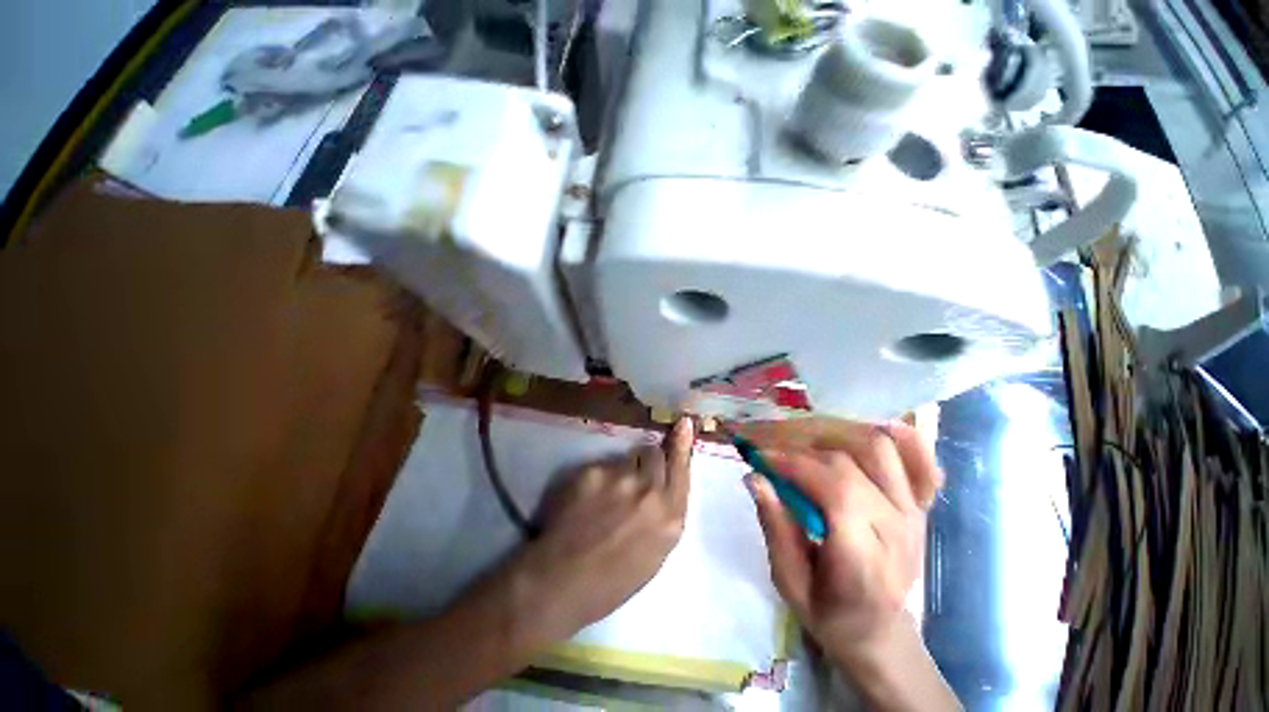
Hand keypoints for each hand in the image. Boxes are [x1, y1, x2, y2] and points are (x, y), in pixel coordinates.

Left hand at [508, 417, 694, 643]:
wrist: (561, 583)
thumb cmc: (612, 582)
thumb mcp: (656, 554)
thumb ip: (665, 514)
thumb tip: (665, 486)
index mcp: (671, 517)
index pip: (681, 468)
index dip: (682, 444)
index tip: (683, 422)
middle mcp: (650, 490)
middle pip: (654, 453)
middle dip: (648, 459)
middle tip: (635, 475)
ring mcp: (621, 477)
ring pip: (627, 459)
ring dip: (622, 471)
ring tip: (606, 496)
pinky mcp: (594, 471)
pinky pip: (603, 466)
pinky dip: (598, 479)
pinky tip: (586, 501)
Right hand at [742, 421, 941, 665]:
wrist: (879, 632)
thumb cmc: (829, 612)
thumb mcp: (789, 581)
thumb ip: (775, 527)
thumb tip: (754, 477)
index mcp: (865, 557)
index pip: (835, 488)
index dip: (793, 464)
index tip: (759, 458)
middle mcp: (897, 527)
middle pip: (849, 462)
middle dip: (801, 448)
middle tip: (773, 451)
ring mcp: (914, 512)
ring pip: (879, 448)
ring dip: (834, 435)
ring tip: (804, 443)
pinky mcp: (921, 505)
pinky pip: (921, 460)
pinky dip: (901, 439)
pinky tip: (873, 431)